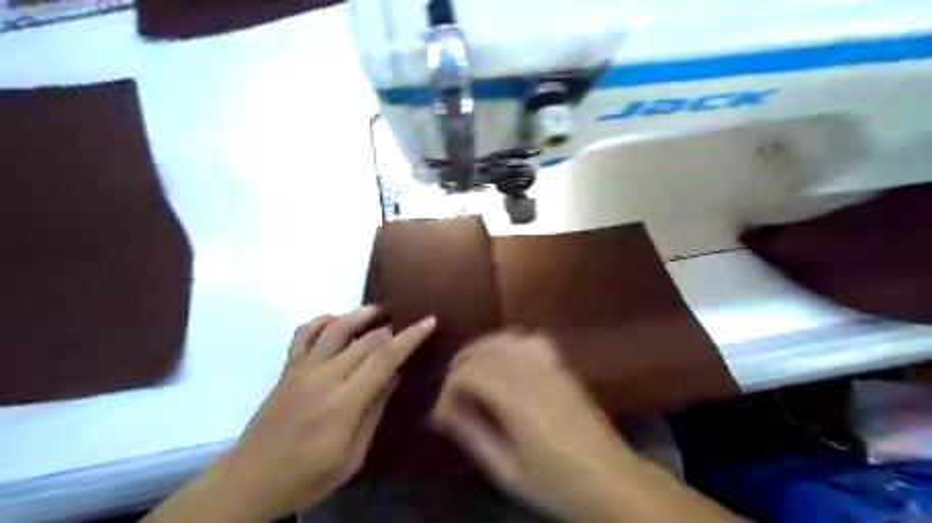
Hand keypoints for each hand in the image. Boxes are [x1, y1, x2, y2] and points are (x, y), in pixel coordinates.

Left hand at [145, 306, 437, 522]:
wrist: (249, 482)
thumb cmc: (306, 477)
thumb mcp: (351, 457)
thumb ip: (374, 412)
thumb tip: (393, 377)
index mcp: (344, 402)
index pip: (385, 358)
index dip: (410, 337)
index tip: (429, 322)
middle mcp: (324, 377)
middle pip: (366, 340)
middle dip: (391, 330)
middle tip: (406, 328)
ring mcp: (302, 369)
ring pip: (336, 328)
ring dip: (361, 315)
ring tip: (379, 309)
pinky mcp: (287, 369)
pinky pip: (303, 334)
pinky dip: (322, 320)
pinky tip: (336, 320)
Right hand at [432, 332, 743, 521]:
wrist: (611, 478)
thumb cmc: (557, 482)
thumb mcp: (507, 471)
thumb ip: (472, 436)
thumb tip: (443, 414)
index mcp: (517, 402)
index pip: (469, 374)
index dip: (448, 389)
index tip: (443, 413)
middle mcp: (532, 375)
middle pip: (484, 349)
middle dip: (459, 365)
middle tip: (451, 392)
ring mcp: (550, 366)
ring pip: (505, 338)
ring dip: (481, 350)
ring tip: (471, 372)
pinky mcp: (562, 366)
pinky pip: (530, 339)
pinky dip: (509, 343)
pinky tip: (504, 361)